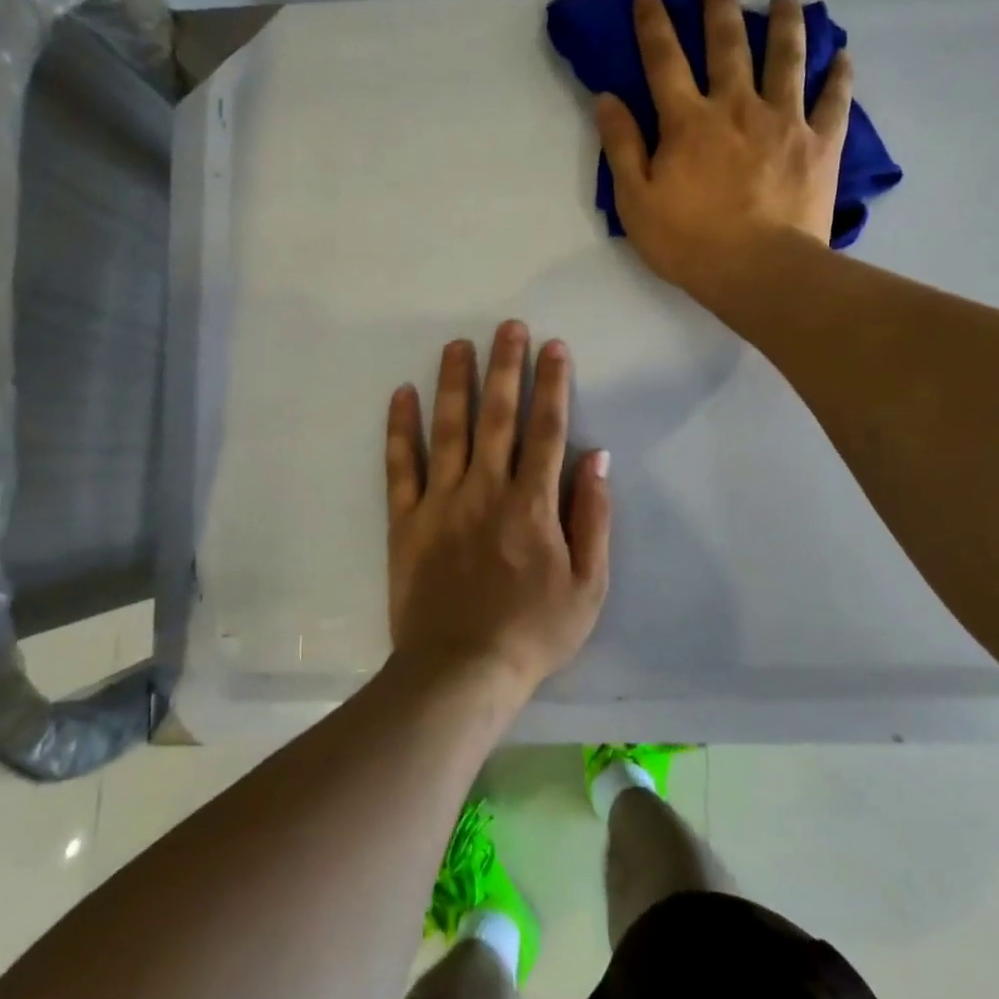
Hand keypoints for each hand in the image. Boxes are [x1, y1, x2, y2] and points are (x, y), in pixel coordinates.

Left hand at [384, 322, 611, 700]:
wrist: (460, 672)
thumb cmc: (533, 632)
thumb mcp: (588, 585)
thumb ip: (594, 517)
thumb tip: (598, 458)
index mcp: (532, 503)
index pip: (547, 429)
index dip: (553, 384)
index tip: (554, 347)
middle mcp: (486, 489)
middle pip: (498, 415)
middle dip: (505, 366)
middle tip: (507, 326)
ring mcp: (441, 501)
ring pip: (449, 428)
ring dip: (454, 382)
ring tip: (456, 344)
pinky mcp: (406, 520)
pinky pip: (400, 465)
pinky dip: (400, 428)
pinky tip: (402, 394)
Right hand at [595, 0, 850, 303]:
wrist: (759, 271)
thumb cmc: (689, 242)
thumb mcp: (636, 201)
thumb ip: (622, 147)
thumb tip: (607, 98)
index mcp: (688, 121)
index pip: (664, 61)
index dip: (653, 26)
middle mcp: (737, 107)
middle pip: (728, 45)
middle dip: (720, 9)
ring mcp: (784, 121)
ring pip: (786, 58)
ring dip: (784, 24)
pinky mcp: (820, 143)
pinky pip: (833, 100)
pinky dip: (838, 75)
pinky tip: (842, 55)